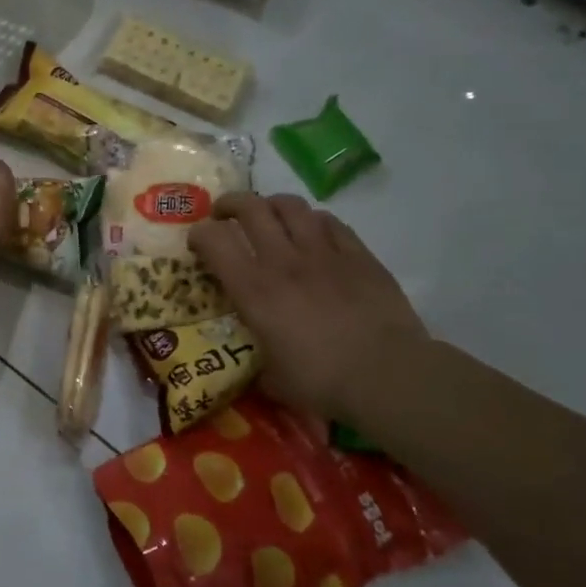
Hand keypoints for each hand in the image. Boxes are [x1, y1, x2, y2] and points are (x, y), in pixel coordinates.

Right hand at [189, 193, 428, 419]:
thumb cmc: (321, 381)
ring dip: (271, 205)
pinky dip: (313, 221)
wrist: (388, 375)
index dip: (199, 234)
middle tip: (224, 214)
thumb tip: (262, 359)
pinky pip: (330, 222)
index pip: (214, 240)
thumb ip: (260, 353)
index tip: (197, 241)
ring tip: (268, 216)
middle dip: (230, 205)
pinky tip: (312, 231)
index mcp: (253, 289)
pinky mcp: (358, 255)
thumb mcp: (272, 374)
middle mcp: (283, 261)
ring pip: (290, 206)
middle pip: (250, 208)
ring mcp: (323, 253)